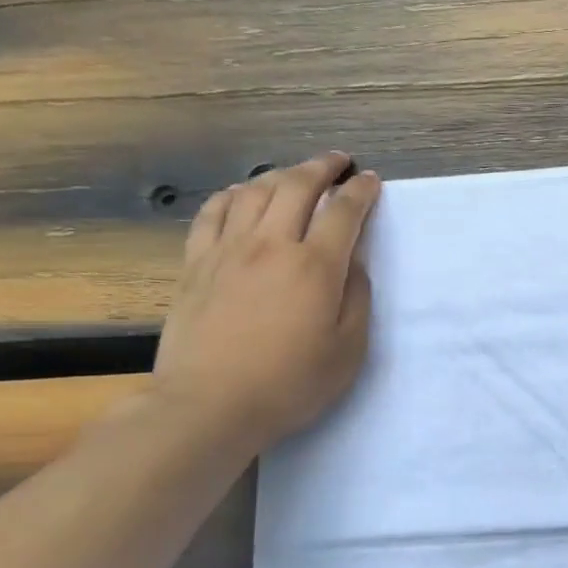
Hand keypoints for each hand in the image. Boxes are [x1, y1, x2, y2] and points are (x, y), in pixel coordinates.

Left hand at [151, 153, 381, 453]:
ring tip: (295, 174)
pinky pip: (213, 212)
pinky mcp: (195, 264)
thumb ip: (357, 298)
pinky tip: (241, 194)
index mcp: (315, 267)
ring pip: (254, 191)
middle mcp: (271, 245)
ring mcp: (227, 250)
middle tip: (338, 162)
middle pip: (297, 187)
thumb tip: (353, 262)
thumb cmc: (290, 384)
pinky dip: (232, 195)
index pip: (343, 212)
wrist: (210, 405)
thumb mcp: (348, 350)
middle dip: (322, 167)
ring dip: (280, 175)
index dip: (361, 192)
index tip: (371, 181)